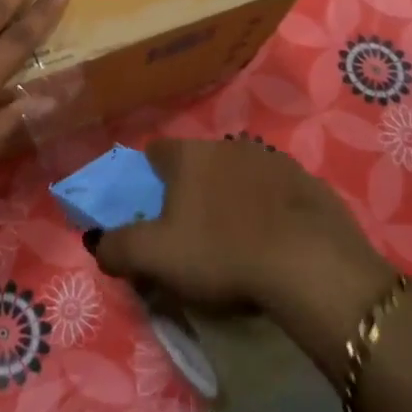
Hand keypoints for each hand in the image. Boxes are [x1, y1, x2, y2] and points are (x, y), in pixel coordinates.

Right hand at [92, 137, 393, 328]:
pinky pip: (278, 193)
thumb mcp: (154, 258)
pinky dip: (271, 210)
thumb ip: (117, 248)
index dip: (149, 179)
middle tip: (193, 232)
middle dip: (192, 190)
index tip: (153, 211)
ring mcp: (274, 160)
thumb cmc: (222, 253)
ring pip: (239, 175)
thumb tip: (99, 244)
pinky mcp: (310, 183)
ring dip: (234, 198)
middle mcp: (228, 145)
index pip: (155, 152)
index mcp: (187, 156)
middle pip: (198, 164)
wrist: (312, 266)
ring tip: (238, 241)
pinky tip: (276, 244)